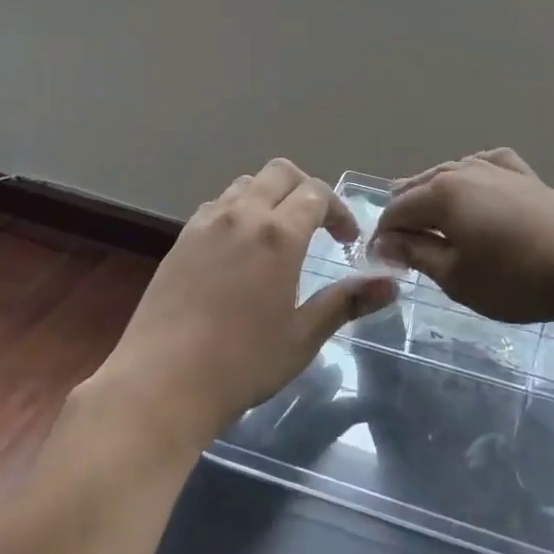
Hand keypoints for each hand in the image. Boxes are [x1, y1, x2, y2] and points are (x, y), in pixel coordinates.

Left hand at [91, 159, 398, 453]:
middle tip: (317, 225)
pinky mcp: (181, 238)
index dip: (338, 210)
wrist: (161, 382)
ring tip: (278, 235)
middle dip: (306, 189)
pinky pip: (217, 205)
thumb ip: (347, 301)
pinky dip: (239, 211)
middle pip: (280, 172)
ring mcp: (206, 223)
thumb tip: (392, 284)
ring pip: (246, 184)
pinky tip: (239, 250)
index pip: (316, 193)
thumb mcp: (303, 336)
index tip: (346, 240)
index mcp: (279, 234)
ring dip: (270, 196)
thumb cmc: (242, 363)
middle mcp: (243, 215)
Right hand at [376, 149, 553, 326]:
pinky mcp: (527, 177)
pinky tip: (475, 183)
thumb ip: (417, 254)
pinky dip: (471, 176)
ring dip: (433, 194)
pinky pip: (487, 167)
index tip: (378, 260)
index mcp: (441, 193)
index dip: (382, 235)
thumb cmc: (517, 278)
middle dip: (404, 212)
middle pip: (420, 186)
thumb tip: (386, 242)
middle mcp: (464, 171)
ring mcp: (498, 170)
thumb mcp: (457, 277)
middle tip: (397, 242)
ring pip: (451, 173)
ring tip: (426, 214)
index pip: (396, 210)